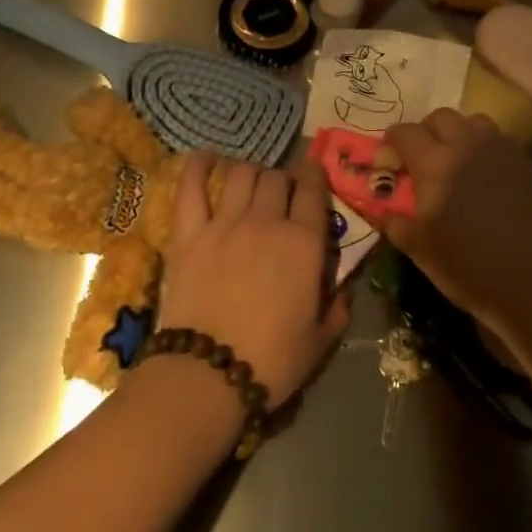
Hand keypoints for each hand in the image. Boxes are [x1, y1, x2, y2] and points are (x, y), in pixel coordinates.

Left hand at [159, 153, 350, 403]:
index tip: (313, 174)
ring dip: (250, 172)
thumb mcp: (319, 341)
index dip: (315, 176)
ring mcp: (225, 223)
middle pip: (276, 179)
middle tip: (280, 194)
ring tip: (249, 181)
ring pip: (241, 174)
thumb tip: (342, 294)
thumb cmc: (272, 360)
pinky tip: (205, 158)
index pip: (313, 191)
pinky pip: (191, 187)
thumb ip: (336, 310)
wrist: (209, 373)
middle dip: (282, 180)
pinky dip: (198, 166)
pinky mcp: (189, 233)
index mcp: (304, 243)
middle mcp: (267, 221)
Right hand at [383, 109, 531, 323]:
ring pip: (472, 121)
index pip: (405, 132)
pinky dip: (483, 145)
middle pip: (440, 117)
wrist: (526, 280)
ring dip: (458, 132)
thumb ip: (395, 221)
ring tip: (454, 158)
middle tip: (420, 156)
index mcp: (433, 162)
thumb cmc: (464, 264)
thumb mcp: (417, 247)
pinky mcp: (521, 164)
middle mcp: (465, 145)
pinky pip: (497, 139)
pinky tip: (481, 171)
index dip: (391, 141)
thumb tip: (382, 210)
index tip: (388, 157)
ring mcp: (497, 151)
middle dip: (425, 131)